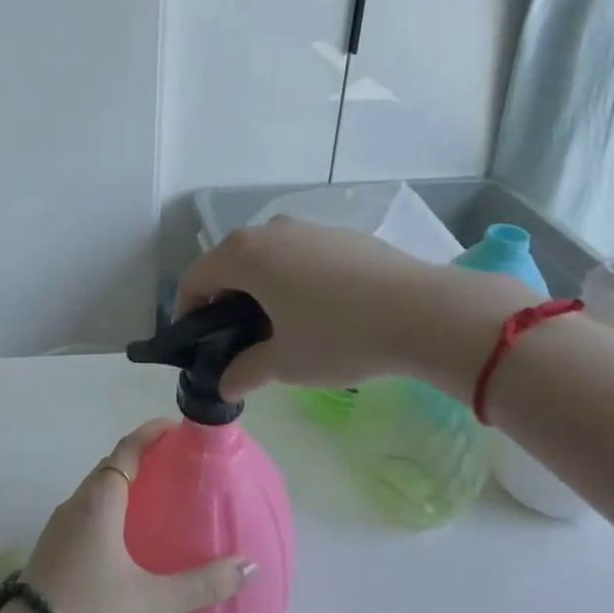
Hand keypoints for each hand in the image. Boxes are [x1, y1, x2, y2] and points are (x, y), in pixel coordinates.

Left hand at [18, 420, 253, 612]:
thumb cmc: (91, 612)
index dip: (149, 434)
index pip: (126, 451)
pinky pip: (86, 512)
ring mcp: (59, 526)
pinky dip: (109, 508)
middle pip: (109, 468)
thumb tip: (248, 566)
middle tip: (174, 464)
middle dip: (139, 458)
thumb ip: (202, 583)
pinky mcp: (52, 548)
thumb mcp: (152, 601)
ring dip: (122, 484)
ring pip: (95, 492)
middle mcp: (76, 504)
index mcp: (99, 502)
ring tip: (155, 497)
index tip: (174, 426)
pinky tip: (125, 536)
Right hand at [178, 219, 533, 401]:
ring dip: (260, 289)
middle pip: (230, 264)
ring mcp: (310, 228)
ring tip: (280, 328)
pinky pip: (301, 256)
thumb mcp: (285, 363)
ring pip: (268, 258)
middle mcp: (270, 231)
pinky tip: (320, 312)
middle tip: (236, 341)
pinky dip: (293, 280)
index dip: (187, 313)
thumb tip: (227, 383)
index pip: (195, 279)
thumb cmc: (339, 336)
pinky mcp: (343, 236)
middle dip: (224, 301)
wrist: (425, 312)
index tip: (197, 345)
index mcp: (244, 255)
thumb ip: (245, 371)